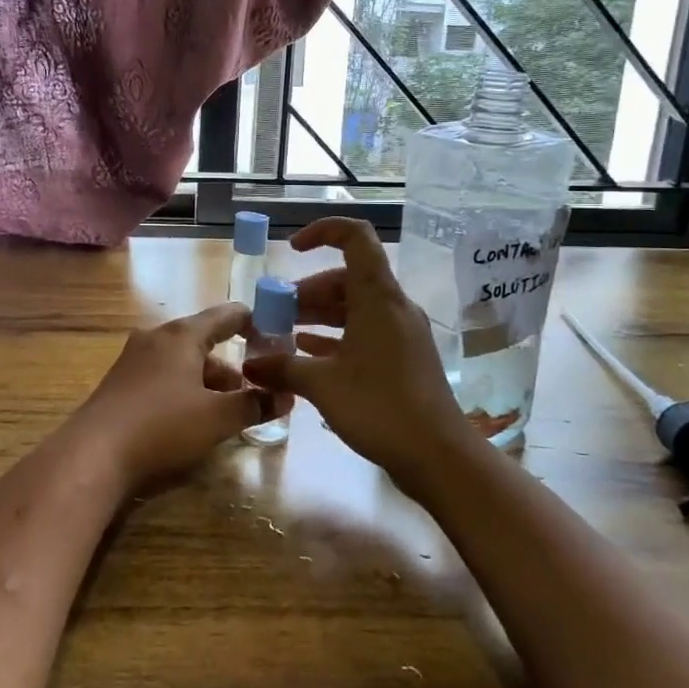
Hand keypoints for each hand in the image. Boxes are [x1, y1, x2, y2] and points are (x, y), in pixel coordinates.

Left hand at [69, 303, 286, 490]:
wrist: (93, 454)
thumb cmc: (162, 426)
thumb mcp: (216, 418)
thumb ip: (254, 404)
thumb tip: (287, 396)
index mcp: (182, 335)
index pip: (227, 315)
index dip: (255, 323)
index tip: (276, 337)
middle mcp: (156, 337)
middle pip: (204, 341)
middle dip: (231, 366)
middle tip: (254, 391)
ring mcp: (134, 358)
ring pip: (183, 361)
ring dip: (207, 381)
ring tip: (225, 411)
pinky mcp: (120, 382)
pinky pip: (163, 375)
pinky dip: (184, 388)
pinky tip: (190, 418)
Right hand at [241, 218, 468, 483]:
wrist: (439, 456)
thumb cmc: (379, 407)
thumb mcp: (322, 385)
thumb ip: (282, 368)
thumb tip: (250, 364)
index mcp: (378, 298)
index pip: (355, 238)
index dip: (322, 232)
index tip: (292, 250)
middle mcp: (393, 306)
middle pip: (348, 278)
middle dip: (309, 290)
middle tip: (278, 313)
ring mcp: (402, 332)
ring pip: (356, 307)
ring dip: (321, 314)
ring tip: (286, 333)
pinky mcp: (405, 357)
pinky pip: (366, 331)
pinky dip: (337, 336)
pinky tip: (310, 354)